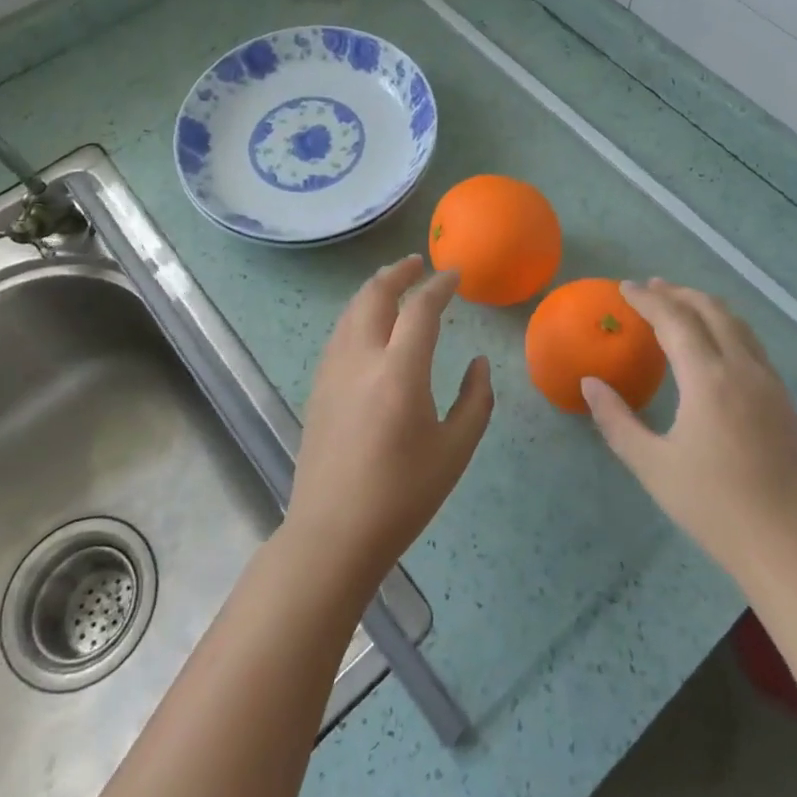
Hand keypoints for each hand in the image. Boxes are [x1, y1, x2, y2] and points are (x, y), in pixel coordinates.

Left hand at [284, 255, 493, 590]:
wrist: (333, 534)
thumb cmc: (402, 496)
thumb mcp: (455, 451)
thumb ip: (475, 400)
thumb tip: (479, 363)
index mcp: (399, 373)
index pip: (421, 309)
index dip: (440, 286)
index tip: (455, 275)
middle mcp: (361, 359)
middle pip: (374, 294)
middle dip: (398, 272)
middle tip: (418, 263)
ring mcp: (332, 370)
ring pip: (351, 310)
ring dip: (374, 288)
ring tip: (394, 283)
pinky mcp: (318, 386)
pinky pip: (340, 332)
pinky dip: (358, 312)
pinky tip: (370, 324)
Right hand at [581, 279, 796, 581]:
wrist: (790, 547)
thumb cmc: (714, 507)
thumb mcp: (652, 466)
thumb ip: (616, 420)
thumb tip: (590, 384)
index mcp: (708, 379)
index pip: (675, 320)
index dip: (648, 299)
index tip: (624, 288)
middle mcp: (743, 369)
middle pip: (711, 310)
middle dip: (679, 293)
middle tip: (651, 288)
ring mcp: (769, 383)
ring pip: (737, 324)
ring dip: (705, 306)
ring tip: (681, 305)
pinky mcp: (784, 401)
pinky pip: (752, 344)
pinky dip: (726, 327)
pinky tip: (715, 344)